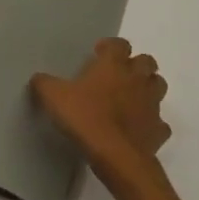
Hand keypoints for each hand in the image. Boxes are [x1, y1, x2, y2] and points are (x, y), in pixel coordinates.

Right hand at [32, 38, 171, 174]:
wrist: (115, 155)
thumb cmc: (84, 117)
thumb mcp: (53, 97)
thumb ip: (44, 83)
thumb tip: (38, 78)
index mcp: (113, 65)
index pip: (119, 44)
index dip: (110, 47)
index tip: (98, 54)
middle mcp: (137, 79)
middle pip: (146, 62)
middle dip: (135, 65)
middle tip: (117, 76)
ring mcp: (152, 104)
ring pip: (158, 87)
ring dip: (147, 89)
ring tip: (129, 98)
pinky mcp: (159, 130)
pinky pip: (159, 122)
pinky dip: (150, 122)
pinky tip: (137, 129)